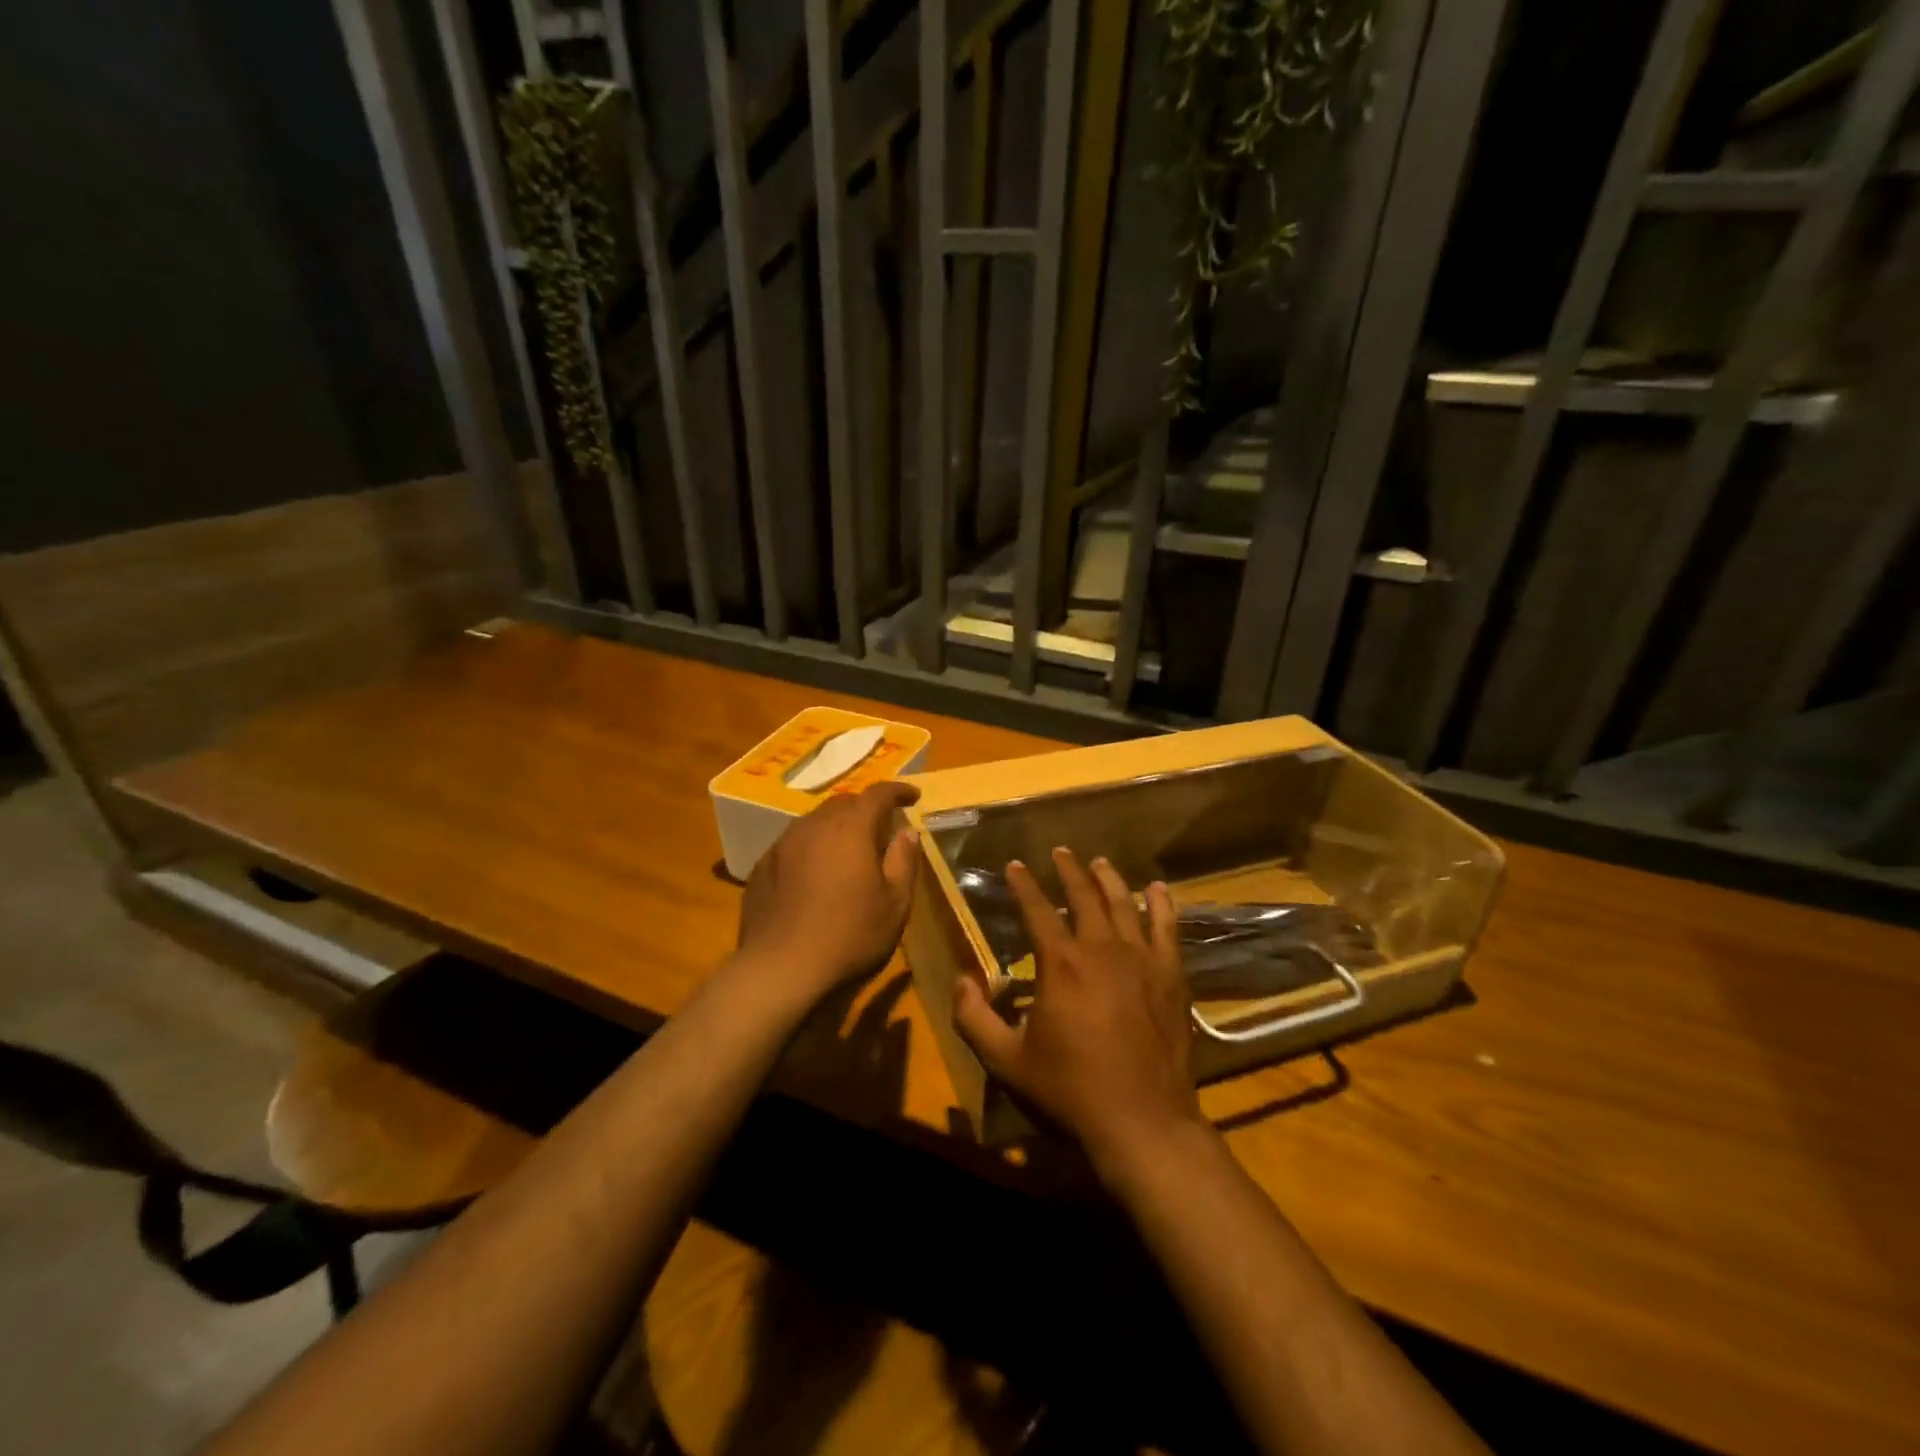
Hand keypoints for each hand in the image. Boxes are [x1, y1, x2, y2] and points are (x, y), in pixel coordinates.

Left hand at [734, 780, 920, 1006]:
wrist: (780, 970)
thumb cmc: (850, 936)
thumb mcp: (894, 903)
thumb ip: (903, 860)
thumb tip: (907, 832)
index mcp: (850, 828)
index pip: (878, 794)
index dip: (898, 791)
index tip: (913, 797)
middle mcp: (813, 826)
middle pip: (843, 803)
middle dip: (865, 809)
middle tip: (882, 829)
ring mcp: (782, 845)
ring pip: (814, 822)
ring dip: (836, 828)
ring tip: (848, 850)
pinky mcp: (762, 867)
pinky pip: (793, 845)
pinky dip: (811, 849)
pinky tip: (815, 876)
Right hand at [952, 848, 1204, 1175]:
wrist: (1142, 1120)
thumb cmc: (1070, 1089)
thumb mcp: (1007, 1061)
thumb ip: (974, 1018)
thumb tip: (960, 980)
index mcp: (1060, 963)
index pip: (1037, 910)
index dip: (1023, 885)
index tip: (1015, 865)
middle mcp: (1101, 948)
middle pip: (1084, 896)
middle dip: (1069, 870)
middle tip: (1060, 852)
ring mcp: (1141, 959)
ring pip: (1124, 904)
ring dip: (1108, 879)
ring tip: (1099, 862)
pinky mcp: (1171, 975)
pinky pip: (1167, 928)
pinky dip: (1162, 905)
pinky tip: (1158, 889)